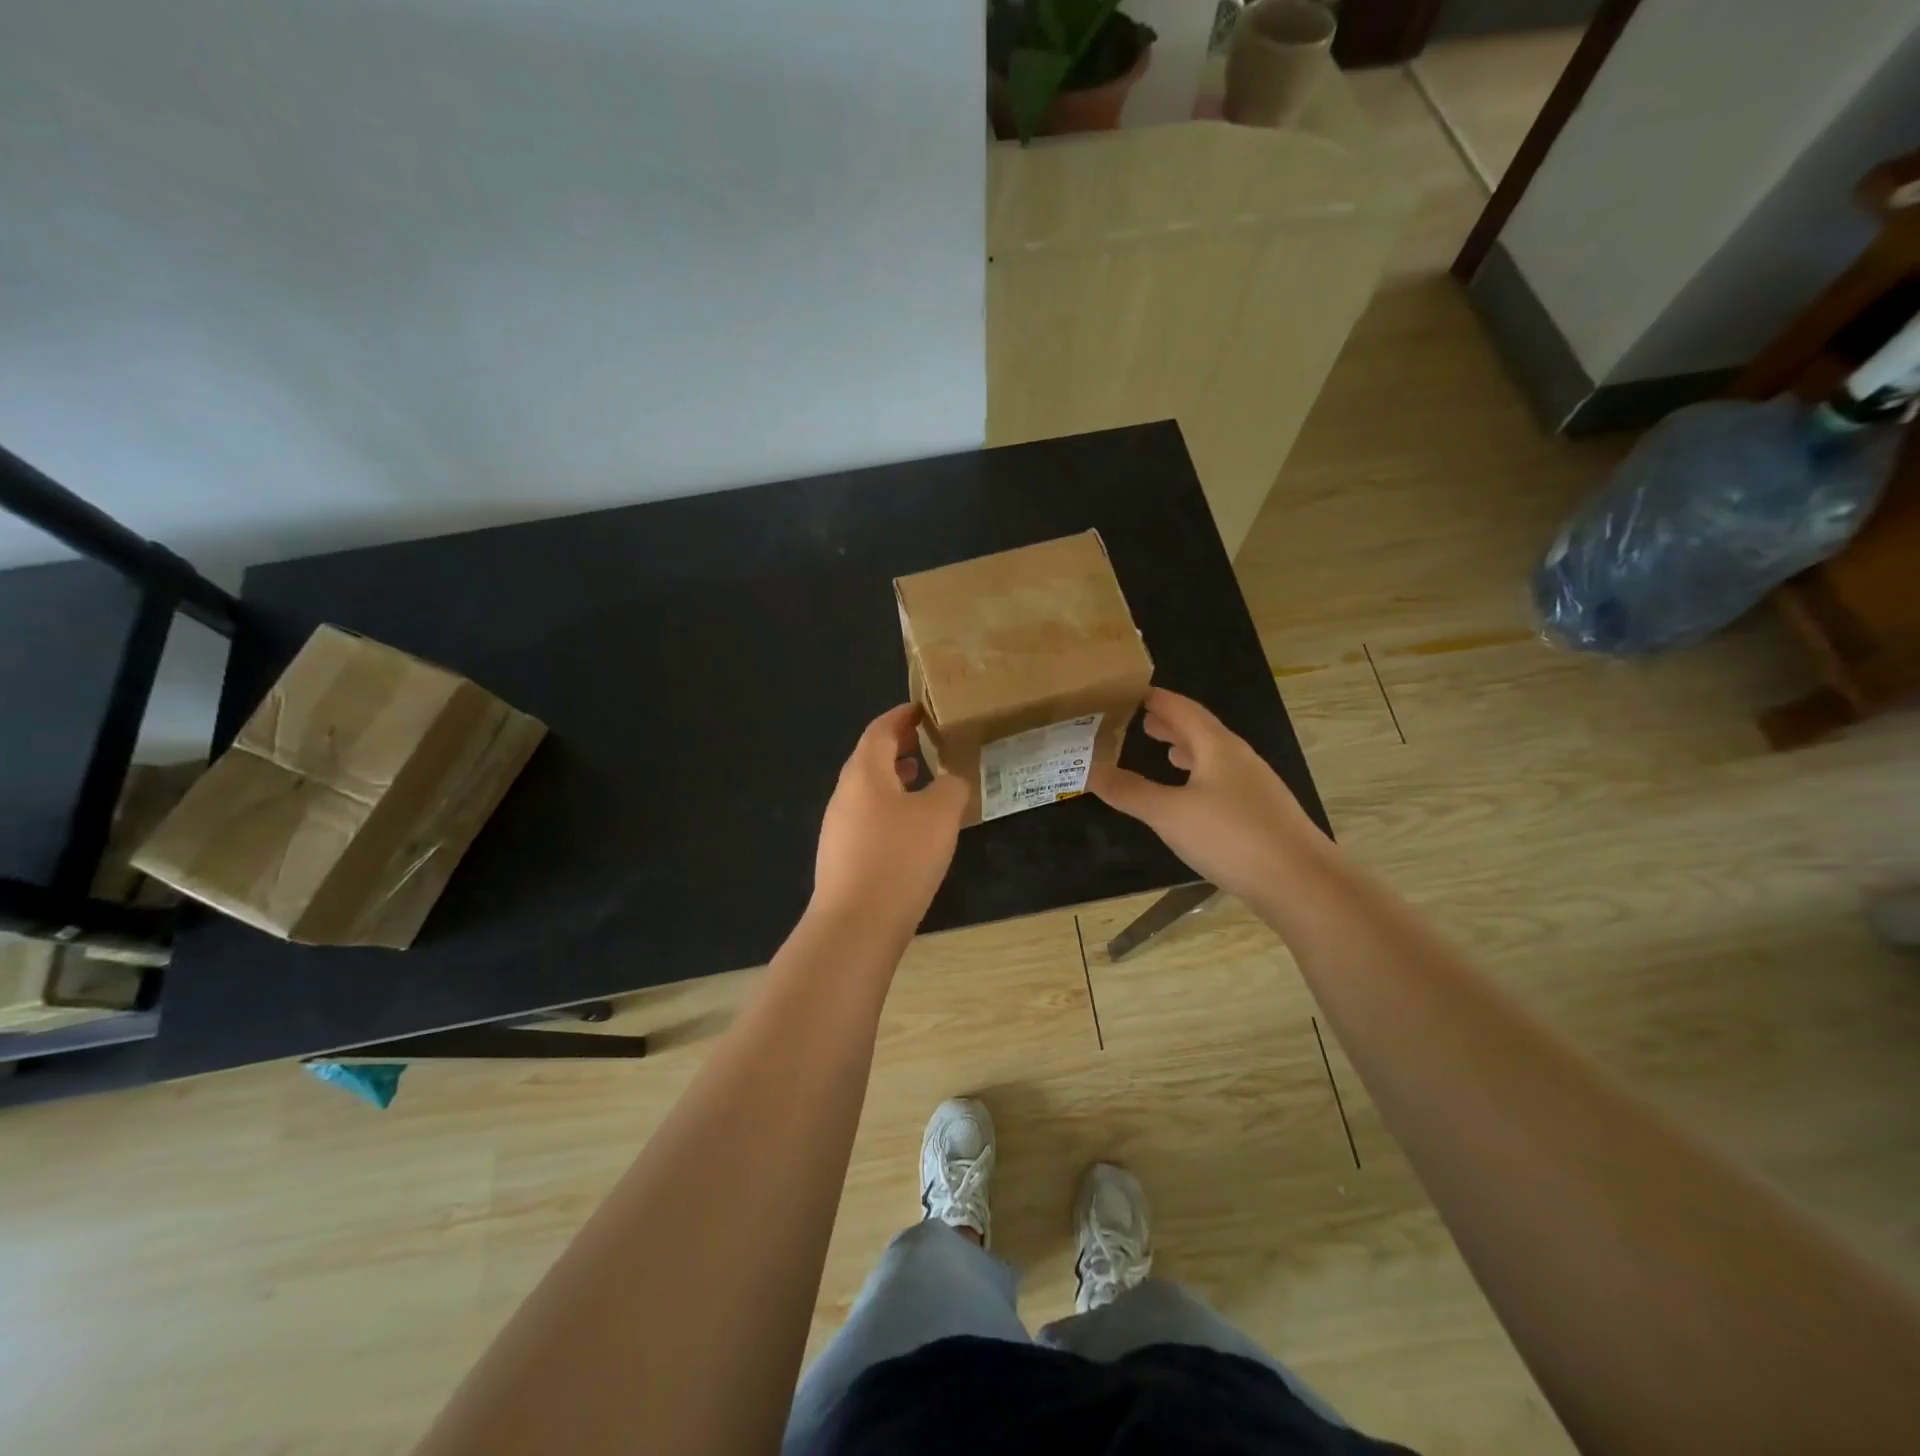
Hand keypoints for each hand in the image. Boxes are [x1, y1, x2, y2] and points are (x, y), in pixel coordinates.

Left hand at [812, 704, 967, 938]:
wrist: (856, 924)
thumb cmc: (899, 858)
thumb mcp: (940, 815)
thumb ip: (952, 786)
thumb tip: (952, 779)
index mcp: (865, 773)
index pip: (880, 731)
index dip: (900, 717)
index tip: (920, 710)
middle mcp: (844, 794)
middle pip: (869, 758)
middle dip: (897, 746)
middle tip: (925, 740)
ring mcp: (838, 826)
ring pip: (867, 790)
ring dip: (893, 778)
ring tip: (922, 778)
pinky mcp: (840, 856)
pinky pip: (866, 817)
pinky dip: (888, 807)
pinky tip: (909, 828)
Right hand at [1089, 688, 1328, 907]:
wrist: (1301, 883)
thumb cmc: (1231, 837)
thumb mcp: (1169, 814)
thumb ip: (1129, 791)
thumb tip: (1091, 769)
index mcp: (1217, 747)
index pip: (1183, 709)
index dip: (1157, 699)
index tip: (1129, 693)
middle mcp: (1239, 758)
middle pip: (1201, 730)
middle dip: (1171, 724)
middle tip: (1140, 720)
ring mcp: (1255, 786)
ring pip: (1214, 757)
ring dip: (1187, 750)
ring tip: (1164, 752)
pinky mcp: (1261, 814)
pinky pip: (1223, 782)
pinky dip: (1200, 778)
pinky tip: (1192, 799)